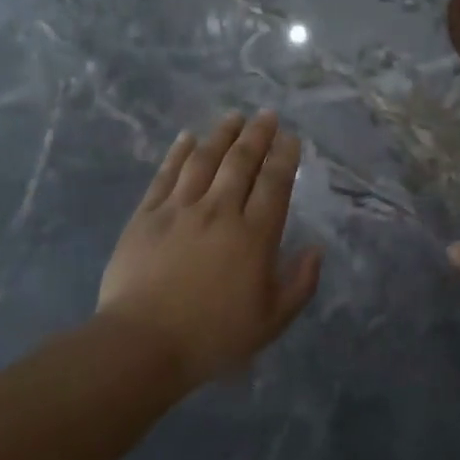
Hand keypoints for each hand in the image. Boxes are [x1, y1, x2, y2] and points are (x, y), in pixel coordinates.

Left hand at [98, 111, 321, 387]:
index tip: (290, 138)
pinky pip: (166, 174)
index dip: (284, 156)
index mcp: (254, 234)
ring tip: (234, 116)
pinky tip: (187, 137)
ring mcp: (180, 209)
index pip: (274, 183)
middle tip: (267, 115)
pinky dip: (179, 152)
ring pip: (204, 159)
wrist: (143, 343)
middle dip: (257, 134)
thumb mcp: (271, 320)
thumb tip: (317, 249)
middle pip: (241, 161)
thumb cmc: (213, 336)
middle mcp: (219, 211)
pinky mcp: (147, 215)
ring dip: (222, 134)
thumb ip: (300, 283)